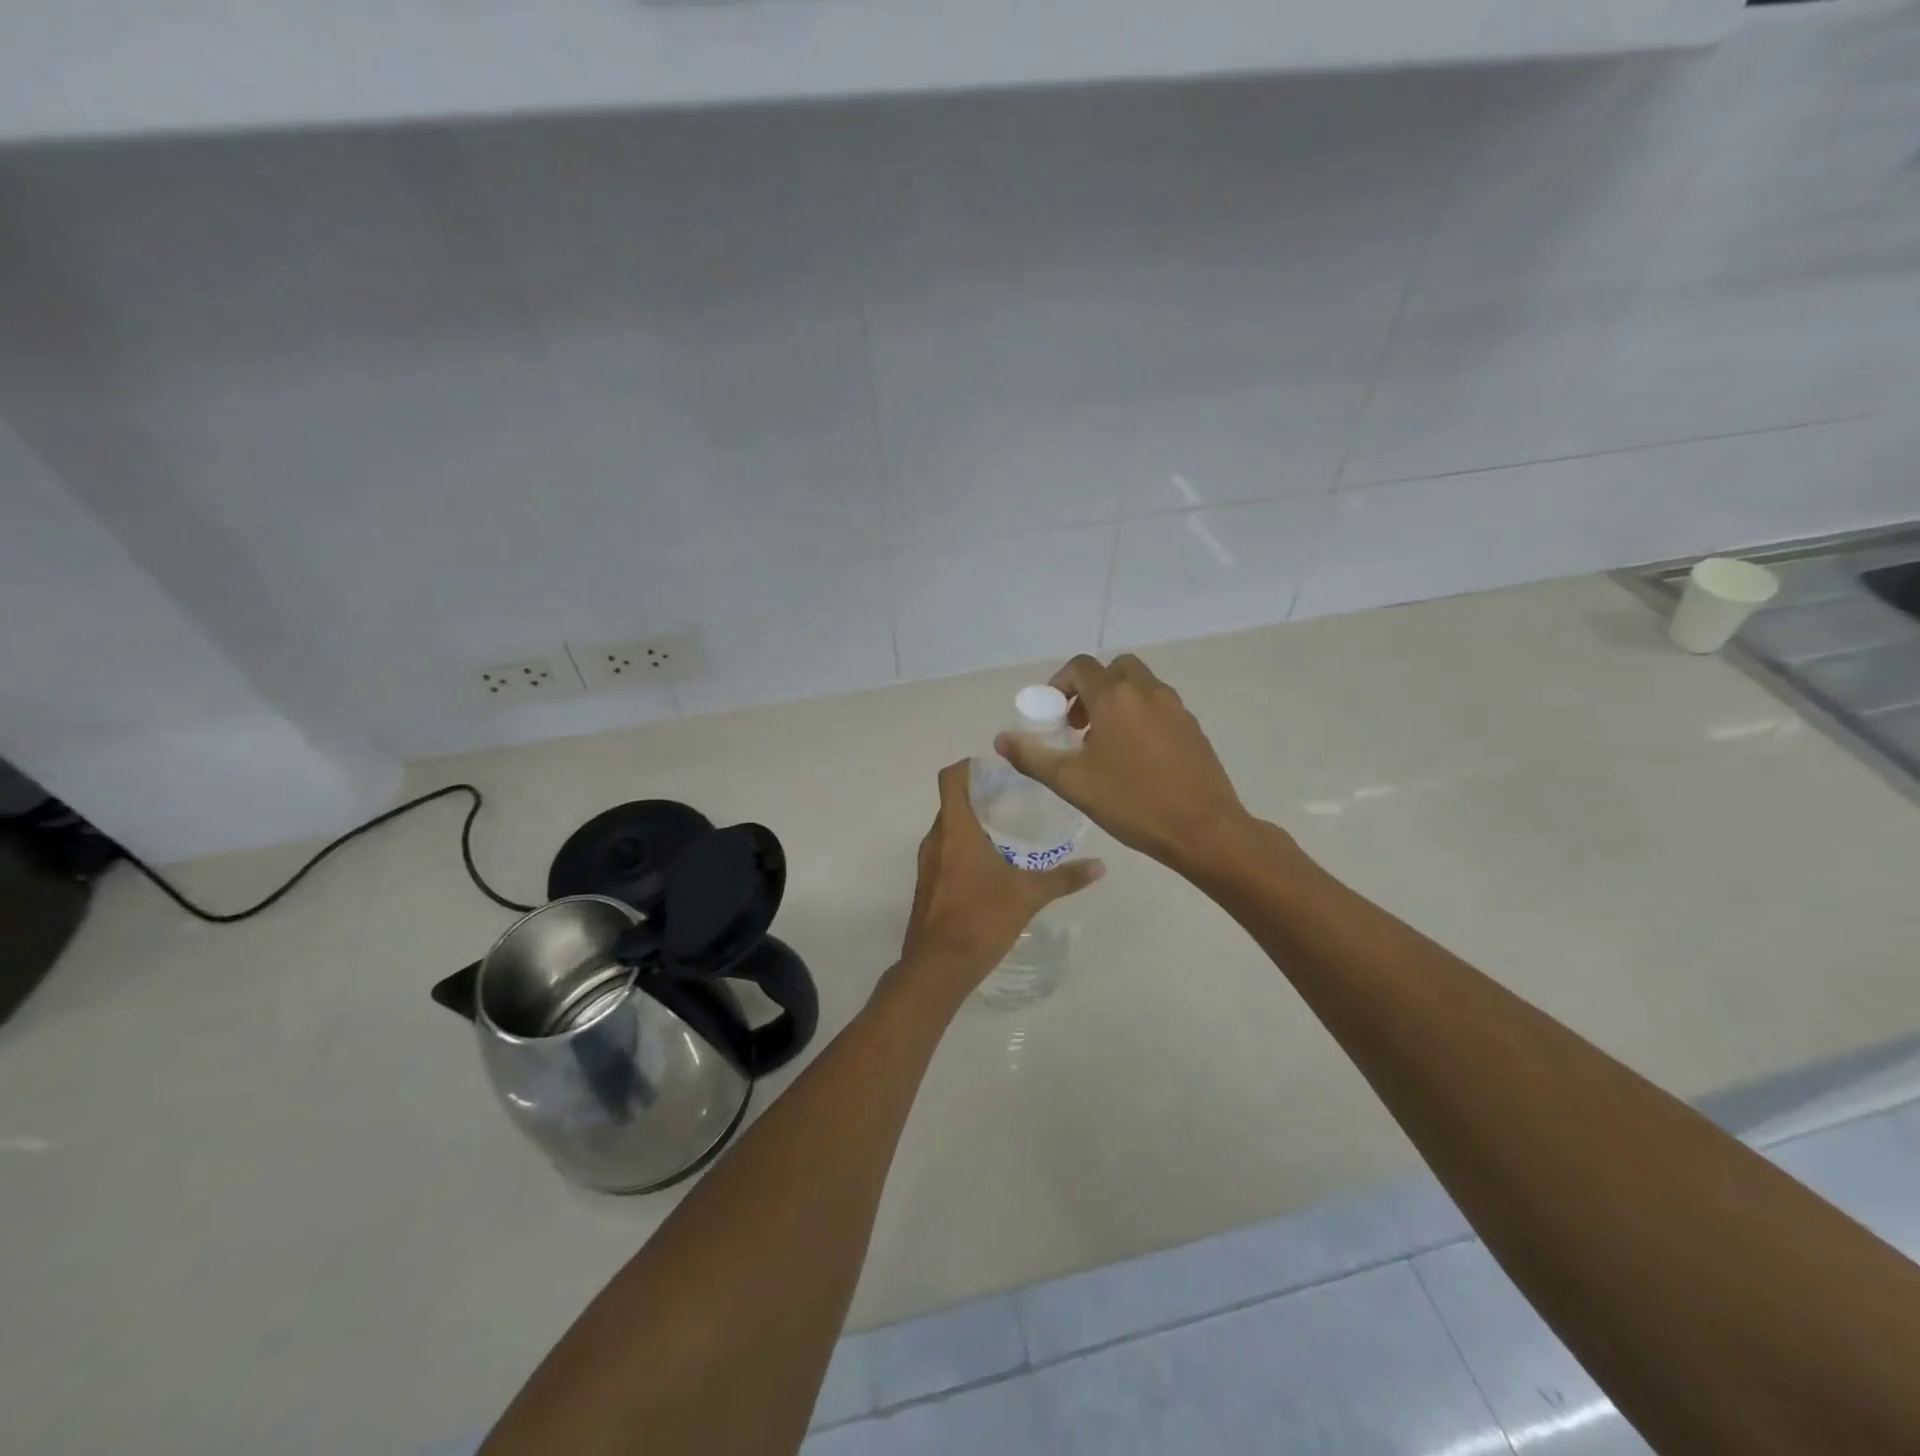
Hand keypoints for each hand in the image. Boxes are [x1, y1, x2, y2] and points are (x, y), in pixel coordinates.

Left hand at [895, 759, 1103, 1004]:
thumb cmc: (981, 919)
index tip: (998, 768)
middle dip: (980, 795)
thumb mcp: (1028, 895)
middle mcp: (936, 839)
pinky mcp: (927, 884)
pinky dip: (964, 847)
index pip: (952, 778)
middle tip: (1015, 797)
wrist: (938, 967)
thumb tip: (1100, 865)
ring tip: (1008, 829)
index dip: (970, 766)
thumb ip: (1064, 878)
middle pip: (952, 802)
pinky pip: (945, 851)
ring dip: (972, 823)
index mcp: (955, 830)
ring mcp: (927, 863)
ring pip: (948, 828)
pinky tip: (992, 864)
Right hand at [995, 653, 1253, 873]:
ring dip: (1117, 700)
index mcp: (1115, 698)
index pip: (1081, 667)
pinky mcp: (1192, 727)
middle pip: (1114, 669)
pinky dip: (1140, 715)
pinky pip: (1159, 706)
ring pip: (1140, 685)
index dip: (1060, 683)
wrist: (1203, 829)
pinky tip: (1135, 757)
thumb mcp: (1072, 783)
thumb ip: (1032, 757)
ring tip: (1104, 742)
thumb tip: (1001, 739)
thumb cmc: (1132, 803)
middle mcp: (1147, 692)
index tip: (1053, 714)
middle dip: (1091, 688)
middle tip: (1079, 724)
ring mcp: (1175, 708)